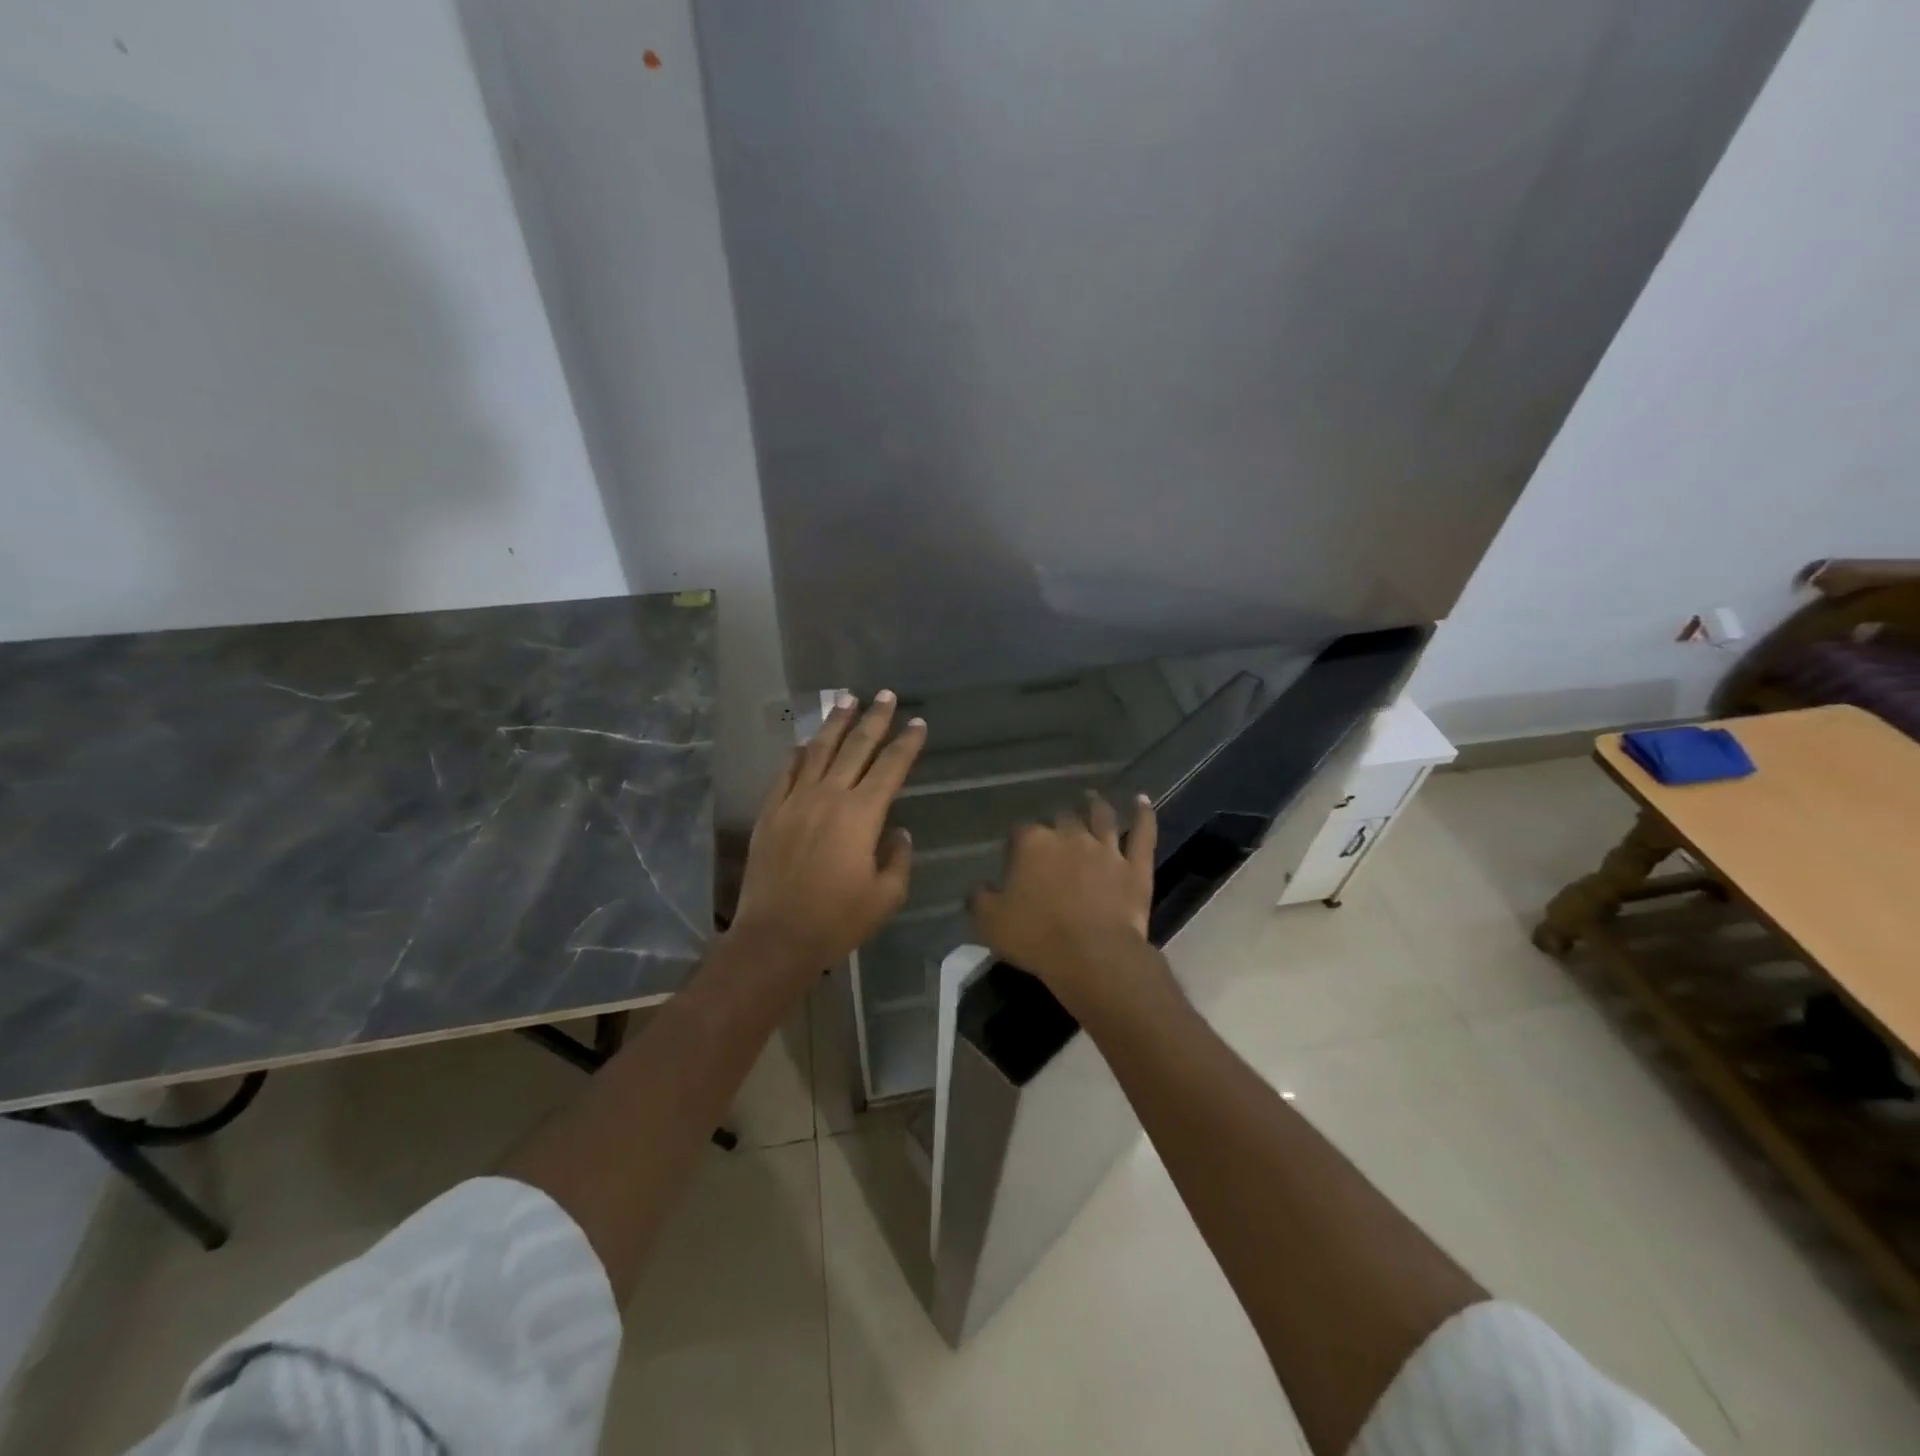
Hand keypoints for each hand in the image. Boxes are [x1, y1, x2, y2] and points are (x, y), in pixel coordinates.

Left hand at [727, 692, 925, 994]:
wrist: (775, 937)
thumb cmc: (837, 920)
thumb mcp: (885, 896)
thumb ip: (898, 858)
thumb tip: (898, 832)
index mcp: (862, 814)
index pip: (890, 767)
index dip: (906, 743)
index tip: (917, 723)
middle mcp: (829, 796)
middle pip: (856, 747)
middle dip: (874, 719)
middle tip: (884, 695)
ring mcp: (795, 801)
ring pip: (818, 751)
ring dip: (835, 723)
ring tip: (846, 700)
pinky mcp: (771, 812)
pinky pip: (786, 772)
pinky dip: (798, 754)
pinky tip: (805, 742)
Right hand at [969, 792, 1159, 1016]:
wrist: (1093, 956)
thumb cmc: (1036, 937)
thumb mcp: (990, 922)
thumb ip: (980, 899)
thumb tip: (979, 888)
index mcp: (1033, 844)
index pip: (1020, 832)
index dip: (1017, 842)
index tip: (1015, 855)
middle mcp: (1070, 836)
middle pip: (1061, 819)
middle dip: (1056, 821)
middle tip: (1053, 829)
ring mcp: (1106, 848)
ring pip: (1102, 817)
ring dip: (1096, 805)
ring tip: (1091, 797)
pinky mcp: (1135, 866)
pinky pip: (1143, 833)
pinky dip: (1144, 815)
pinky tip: (1142, 800)